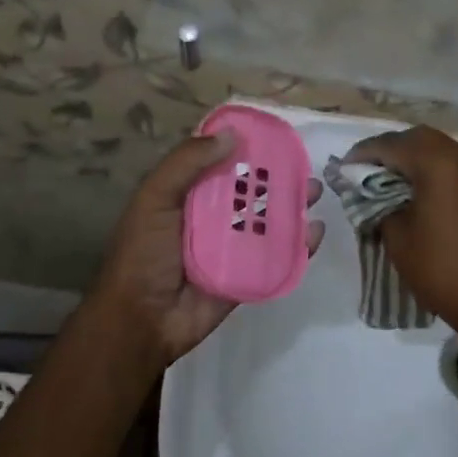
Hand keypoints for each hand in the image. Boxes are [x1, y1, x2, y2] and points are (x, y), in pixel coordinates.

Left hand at [85, 130, 323, 369]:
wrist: (141, 321)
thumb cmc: (143, 253)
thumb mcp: (154, 198)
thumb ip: (187, 163)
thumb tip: (232, 135)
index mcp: (188, 195)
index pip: (221, 163)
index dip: (245, 147)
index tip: (274, 134)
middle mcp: (212, 217)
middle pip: (251, 190)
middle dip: (278, 177)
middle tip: (303, 165)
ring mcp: (232, 248)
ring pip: (269, 220)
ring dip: (293, 206)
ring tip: (314, 192)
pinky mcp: (248, 275)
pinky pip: (277, 256)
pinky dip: (300, 244)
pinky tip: (316, 232)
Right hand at [345, 126, 457, 360]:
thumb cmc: (440, 267)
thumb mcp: (397, 234)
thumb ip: (378, 202)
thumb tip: (368, 190)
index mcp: (438, 163)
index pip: (392, 145)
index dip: (364, 153)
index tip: (343, 168)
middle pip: (417, 138)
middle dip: (389, 149)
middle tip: (364, 170)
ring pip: (437, 148)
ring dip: (411, 157)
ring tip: (385, 180)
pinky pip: (452, 164)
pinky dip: (430, 168)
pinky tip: (414, 189)